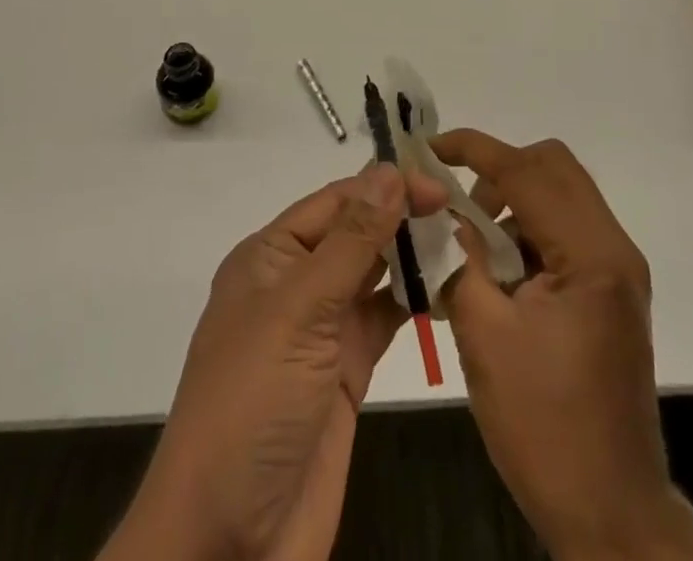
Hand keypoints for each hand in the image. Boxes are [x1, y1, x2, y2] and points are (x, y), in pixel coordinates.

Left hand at [104, 163, 446, 560]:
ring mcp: (321, 329)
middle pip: (354, 233)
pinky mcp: (345, 371)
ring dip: (411, 257)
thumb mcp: (299, 311)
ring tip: (463, 239)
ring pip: (373, 274)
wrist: (229, 541)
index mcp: (270, 257)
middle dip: (400, 216)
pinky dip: (413, 302)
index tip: (438, 183)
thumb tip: (388, 169)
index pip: (333, 202)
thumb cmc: (252, 404)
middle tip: (461, 207)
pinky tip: (447, 288)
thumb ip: (350, 241)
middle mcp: (295, 284)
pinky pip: (383, 320)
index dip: (383, 187)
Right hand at [431, 130, 692, 560]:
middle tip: (458, 205)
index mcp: (591, 255)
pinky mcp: (610, 294)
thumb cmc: (544, 426)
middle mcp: (613, 250)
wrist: (611, 516)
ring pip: (560, 198)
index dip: (474, 150)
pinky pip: (564, 234)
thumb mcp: (484, 334)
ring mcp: (616, 272)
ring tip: (472, 252)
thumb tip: (438, 214)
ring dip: (512, 205)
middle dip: (498, 172)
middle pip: (553, 169)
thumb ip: (458, 258)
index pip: (527, 171)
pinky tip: (496, 279)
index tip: (429, 148)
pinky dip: (527, 235)